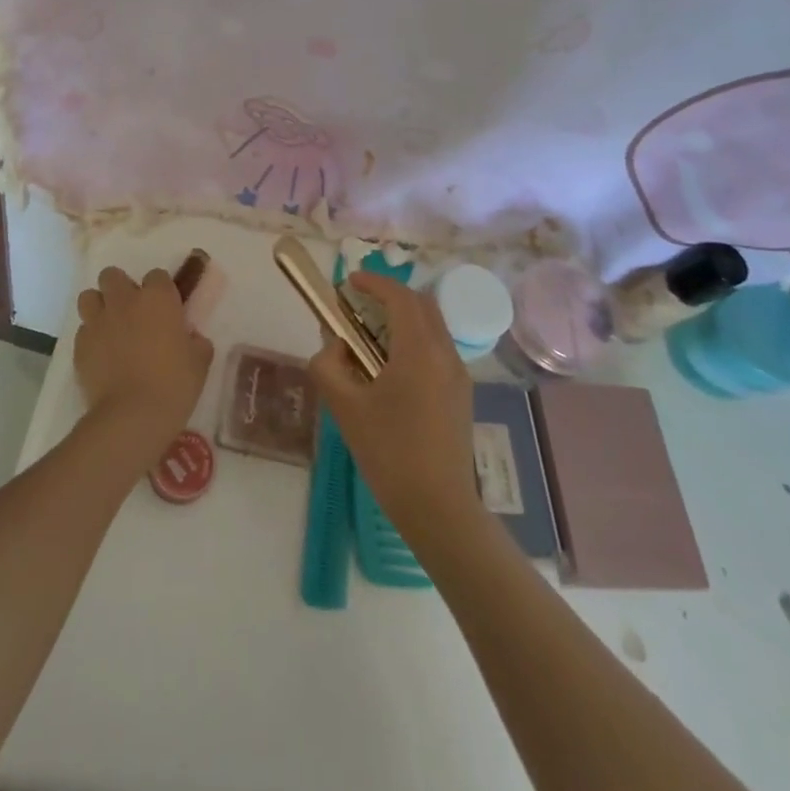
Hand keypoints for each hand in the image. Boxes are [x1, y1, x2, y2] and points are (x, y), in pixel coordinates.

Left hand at [74, 264, 214, 462]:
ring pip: (89, 297)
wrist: (132, 416)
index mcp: (157, 298)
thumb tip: (191, 338)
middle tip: (132, 313)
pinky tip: (101, 356)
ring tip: (110, 327)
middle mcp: (124, 301)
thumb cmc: (174, 384)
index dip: (160, 290)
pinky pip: (83, 330)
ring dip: (99, 306)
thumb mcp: (199, 362)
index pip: (156, 275)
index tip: (165, 309)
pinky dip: (91, 337)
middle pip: (112, 275)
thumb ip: (196, 342)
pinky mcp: (80, 345)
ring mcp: (98, 321)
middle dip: (120, 288)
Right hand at [309, 271, 481, 542]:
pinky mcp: (461, 394)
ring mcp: (458, 375)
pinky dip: (413, 340)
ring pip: (432, 326)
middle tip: (357, 306)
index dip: (373, 282)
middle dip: (389, 296)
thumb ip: (328, 366)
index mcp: (419, 350)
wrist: (439, 508)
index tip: (348, 282)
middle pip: (421, 305)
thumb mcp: (345, 408)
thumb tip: (334, 347)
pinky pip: (437, 349)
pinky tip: (389, 368)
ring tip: (368, 336)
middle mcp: (445, 353)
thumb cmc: (389, 453)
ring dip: (402, 319)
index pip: (400, 297)